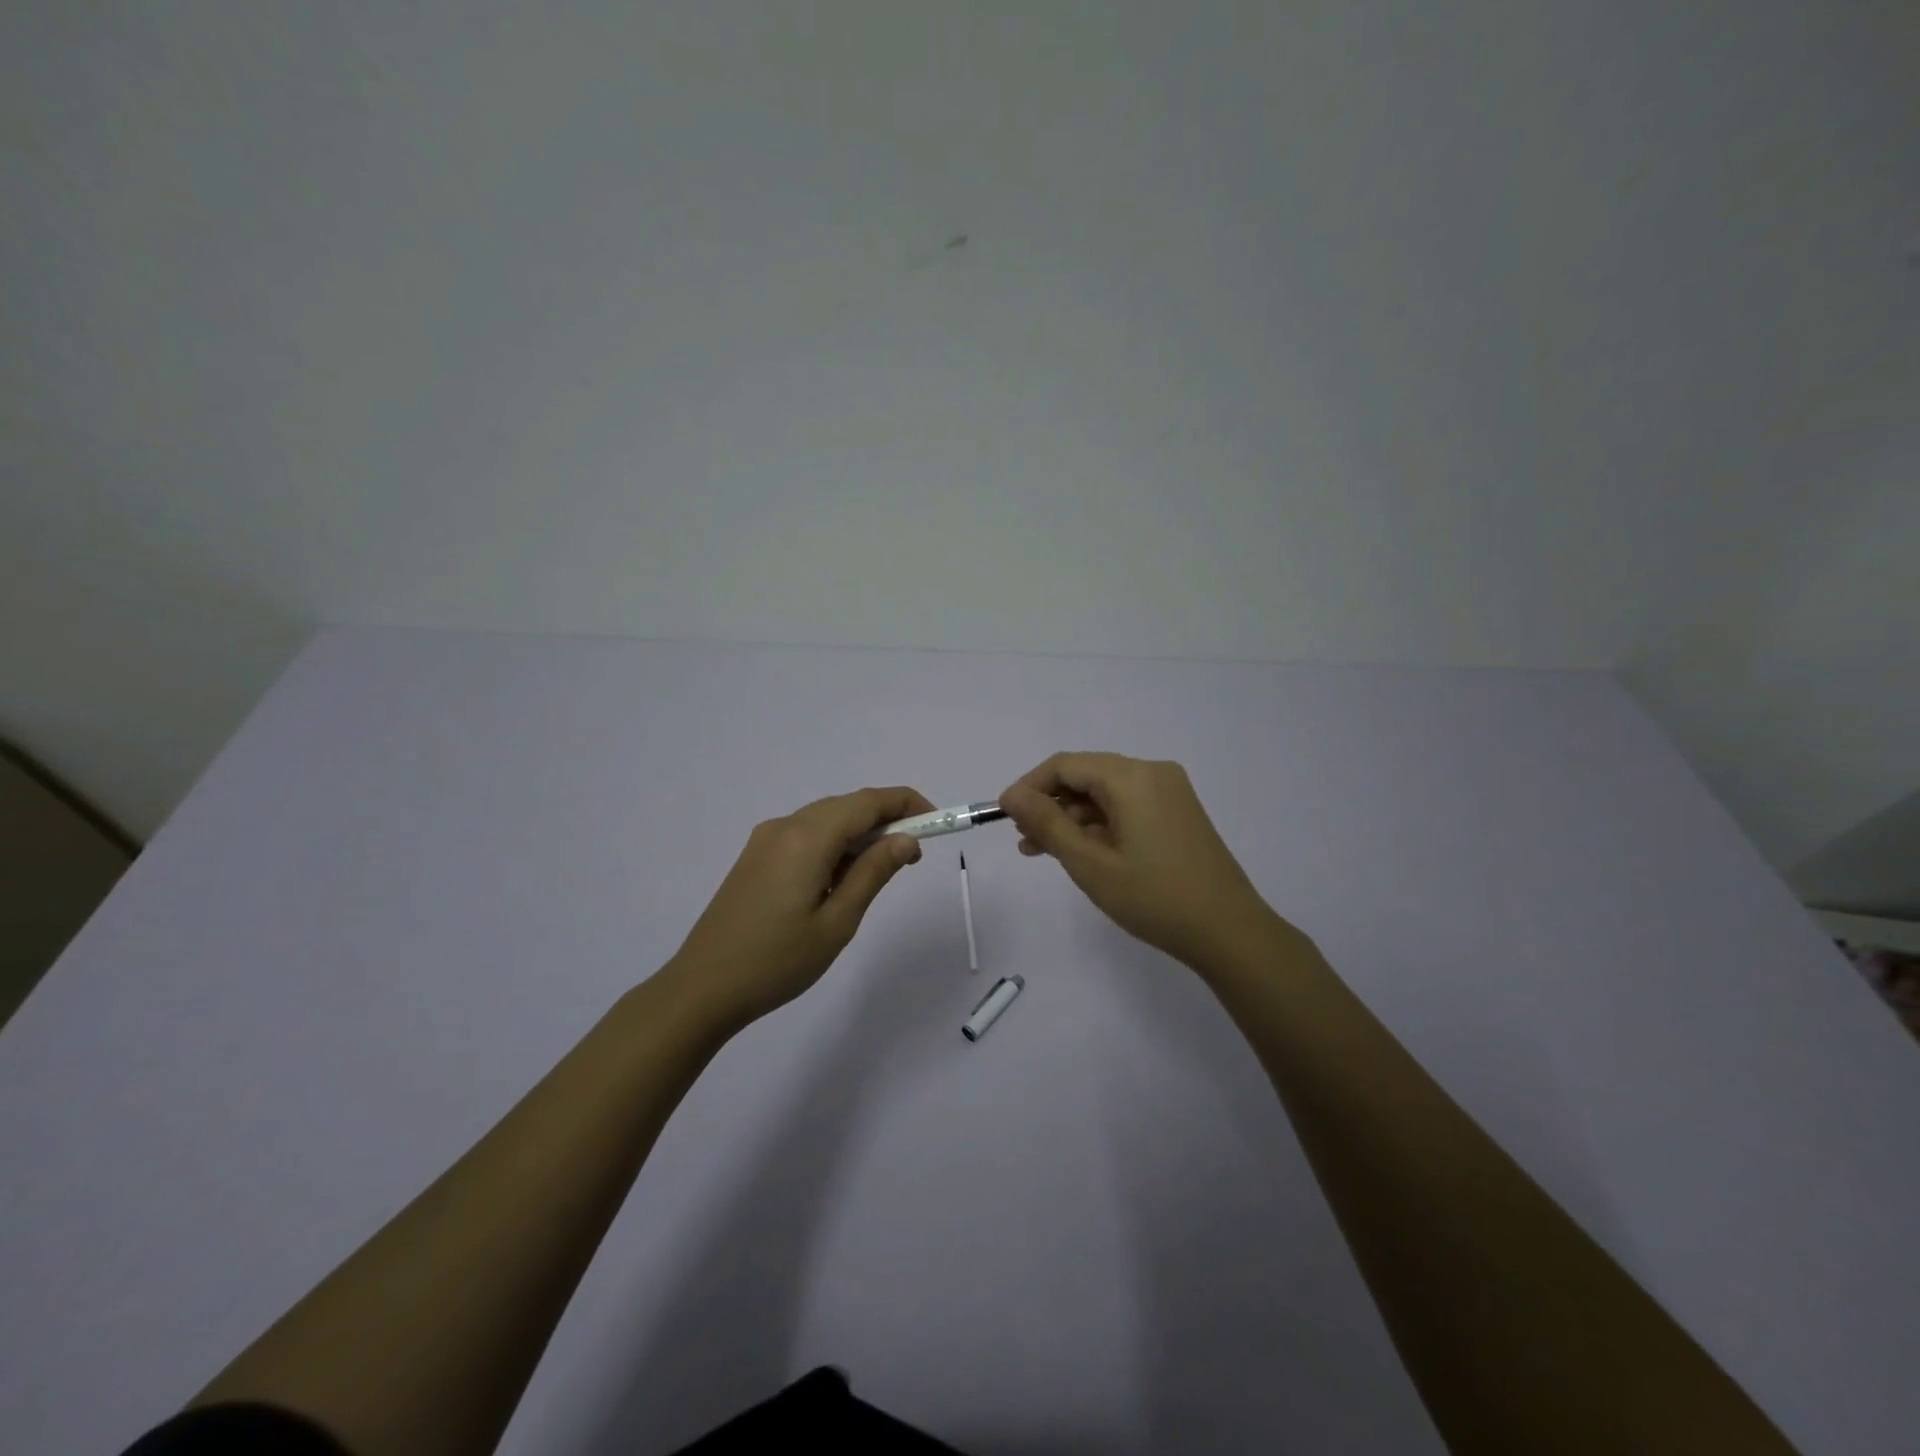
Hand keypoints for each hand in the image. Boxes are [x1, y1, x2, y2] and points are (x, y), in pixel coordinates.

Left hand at [662, 787, 931, 1031]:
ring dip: (859, 833)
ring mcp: (765, 840)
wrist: (702, 988)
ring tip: (881, 870)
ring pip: (825, 819)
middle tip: (914, 855)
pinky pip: (805, 835)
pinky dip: (833, 844)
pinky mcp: (755, 857)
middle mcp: (785, 826)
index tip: (936, 821)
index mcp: (807, 837)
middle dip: (886, 820)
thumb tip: (906, 840)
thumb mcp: (838, 921)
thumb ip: (874, 872)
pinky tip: (840, 878)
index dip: (906, 804)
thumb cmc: (777, 961)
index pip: (868, 802)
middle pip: (846, 806)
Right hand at [999, 752, 1282, 972]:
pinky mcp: (1178, 813)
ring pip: (1105, 793)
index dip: (1030, 787)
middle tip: (1024, 840)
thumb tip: (1012, 795)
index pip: (1066, 765)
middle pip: (1086, 776)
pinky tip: (1081, 851)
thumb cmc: (1154, 898)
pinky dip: (1100, 825)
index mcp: (1132, 777)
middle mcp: (1153, 773)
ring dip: (1073, 818)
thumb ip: (1047, 824)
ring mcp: (1170, 793)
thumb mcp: (1090, 863)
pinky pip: (1127, 806)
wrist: (1230, 932)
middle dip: (1050, 804)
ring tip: (1044, 851)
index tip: (1004, 816)